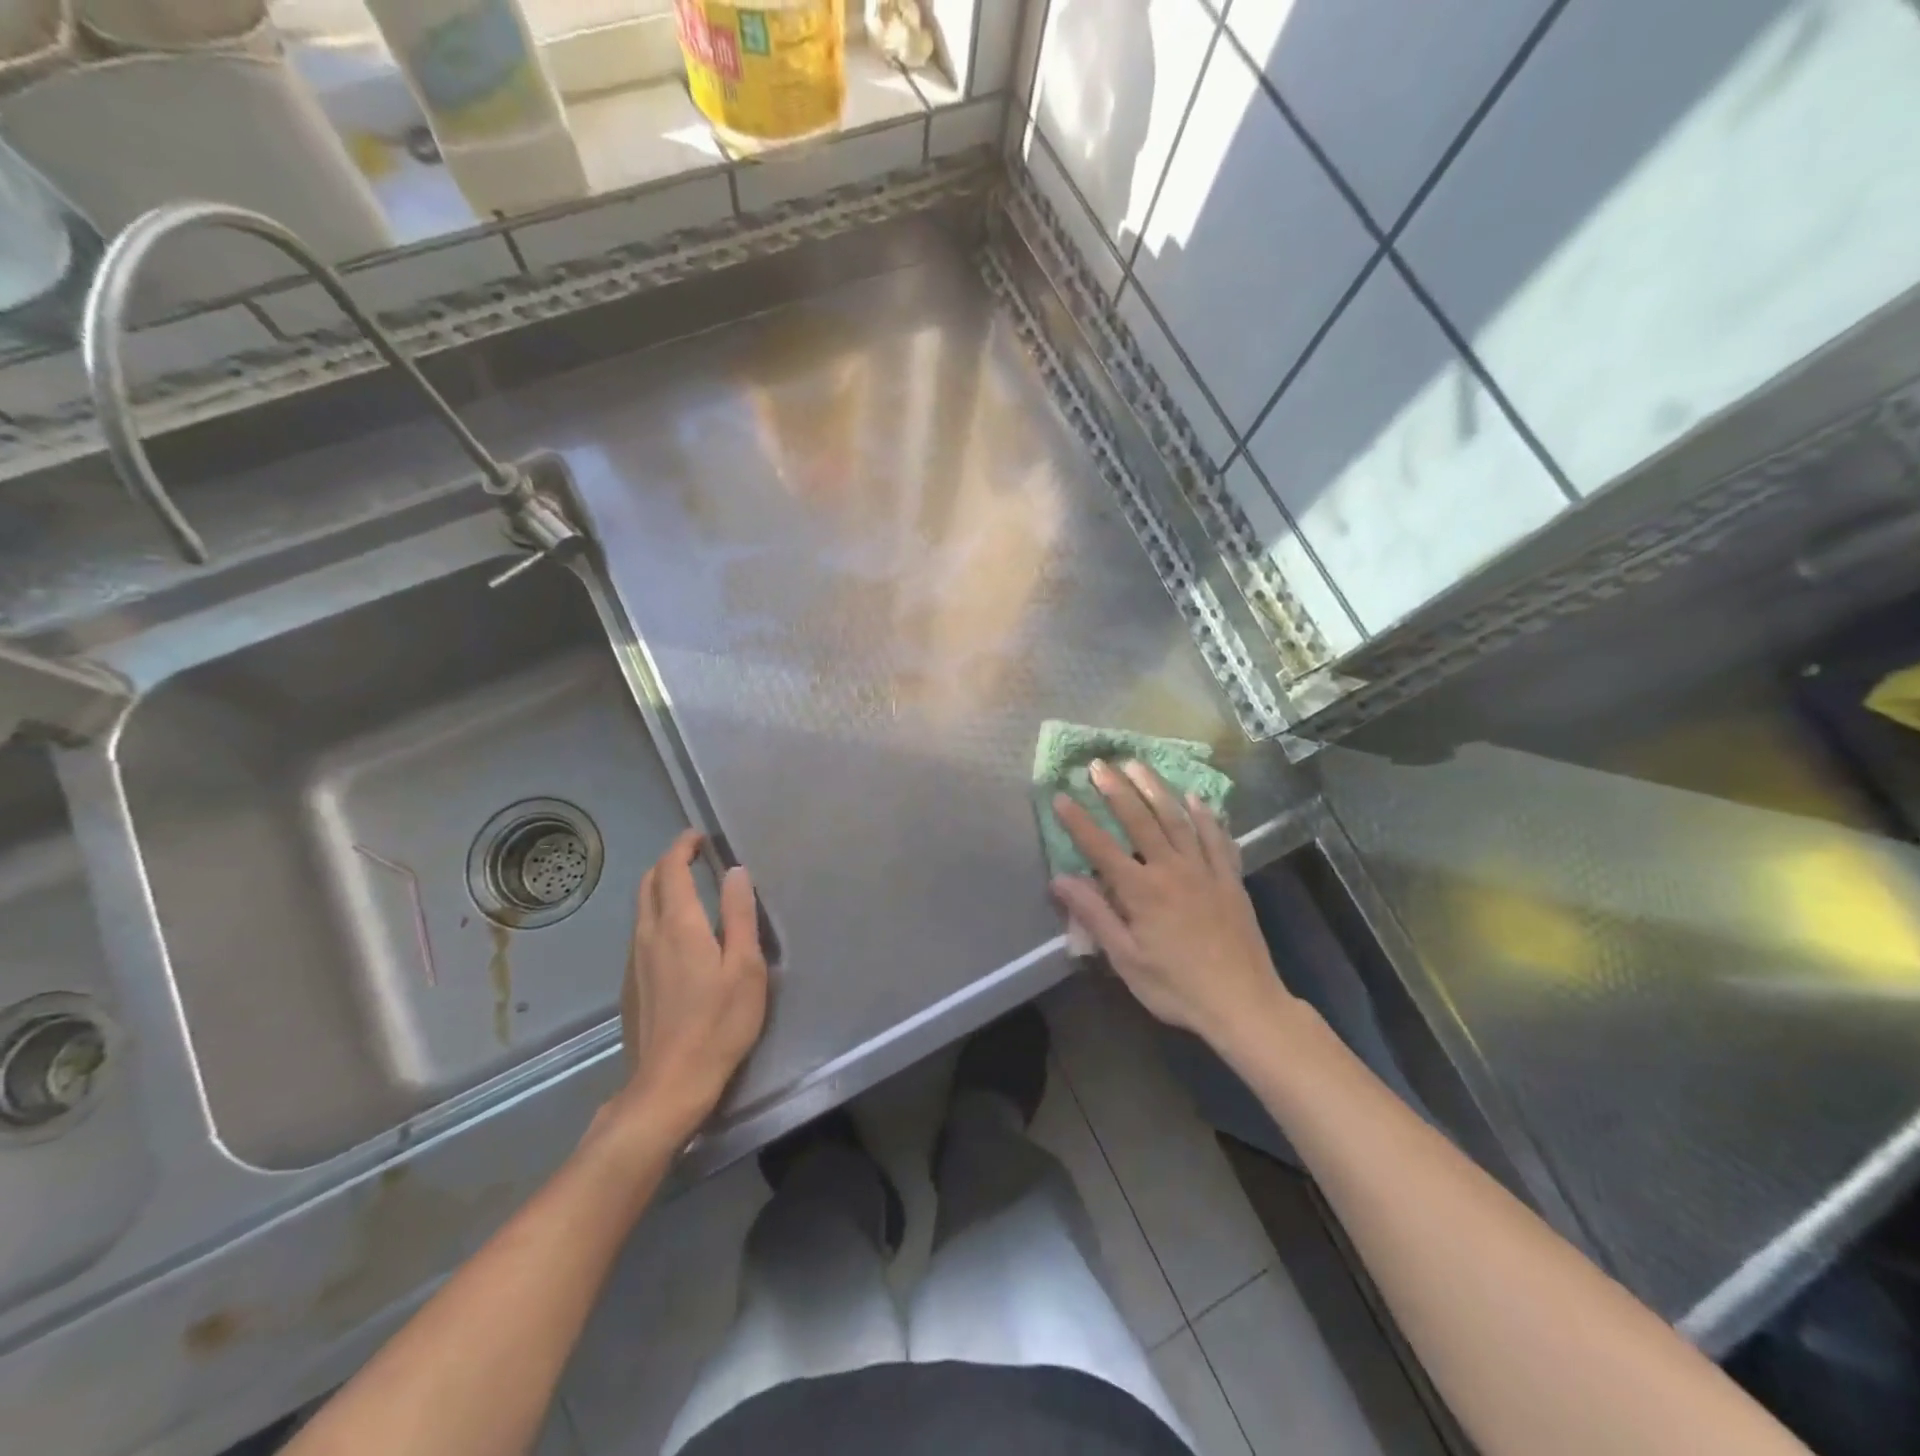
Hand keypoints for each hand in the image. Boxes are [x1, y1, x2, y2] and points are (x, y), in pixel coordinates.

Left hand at [609, 830, 767, 1143]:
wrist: (669, 1083)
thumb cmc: (718, 1022)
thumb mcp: (745, 966)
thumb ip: (740, 915)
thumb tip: (735, 872)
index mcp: (678, 924)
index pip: (671, 869)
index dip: (683, 846)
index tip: (699, 836)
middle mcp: (648, 934)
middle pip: (649, 883)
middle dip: (668, 862)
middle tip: (694, 855)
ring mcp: (634, 960)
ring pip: (641, 908)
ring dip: (661, 887)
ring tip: (688, 888)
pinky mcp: (631, 984)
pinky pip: (640, 932)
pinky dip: (656, 915)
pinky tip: (677, 934)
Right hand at [1050, 760, 1296, 1061]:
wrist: (1243, 1003)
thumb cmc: (1176, 987)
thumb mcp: (1126, 959)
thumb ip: (1094, 915)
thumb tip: (1060, 879)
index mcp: (1141, 891)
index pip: (1101, 847)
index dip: (1078, 821)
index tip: (1059, 796)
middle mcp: (1172, 870)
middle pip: (1140, 820)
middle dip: (1116, 790)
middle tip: (1099, 764)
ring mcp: (1205, 870)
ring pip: (1177, 819)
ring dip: (1155, 789)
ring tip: (1137, 765)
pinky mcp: (1230, 879)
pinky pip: (1216, 838)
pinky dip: (1205, 816)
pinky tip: (1196, 799)